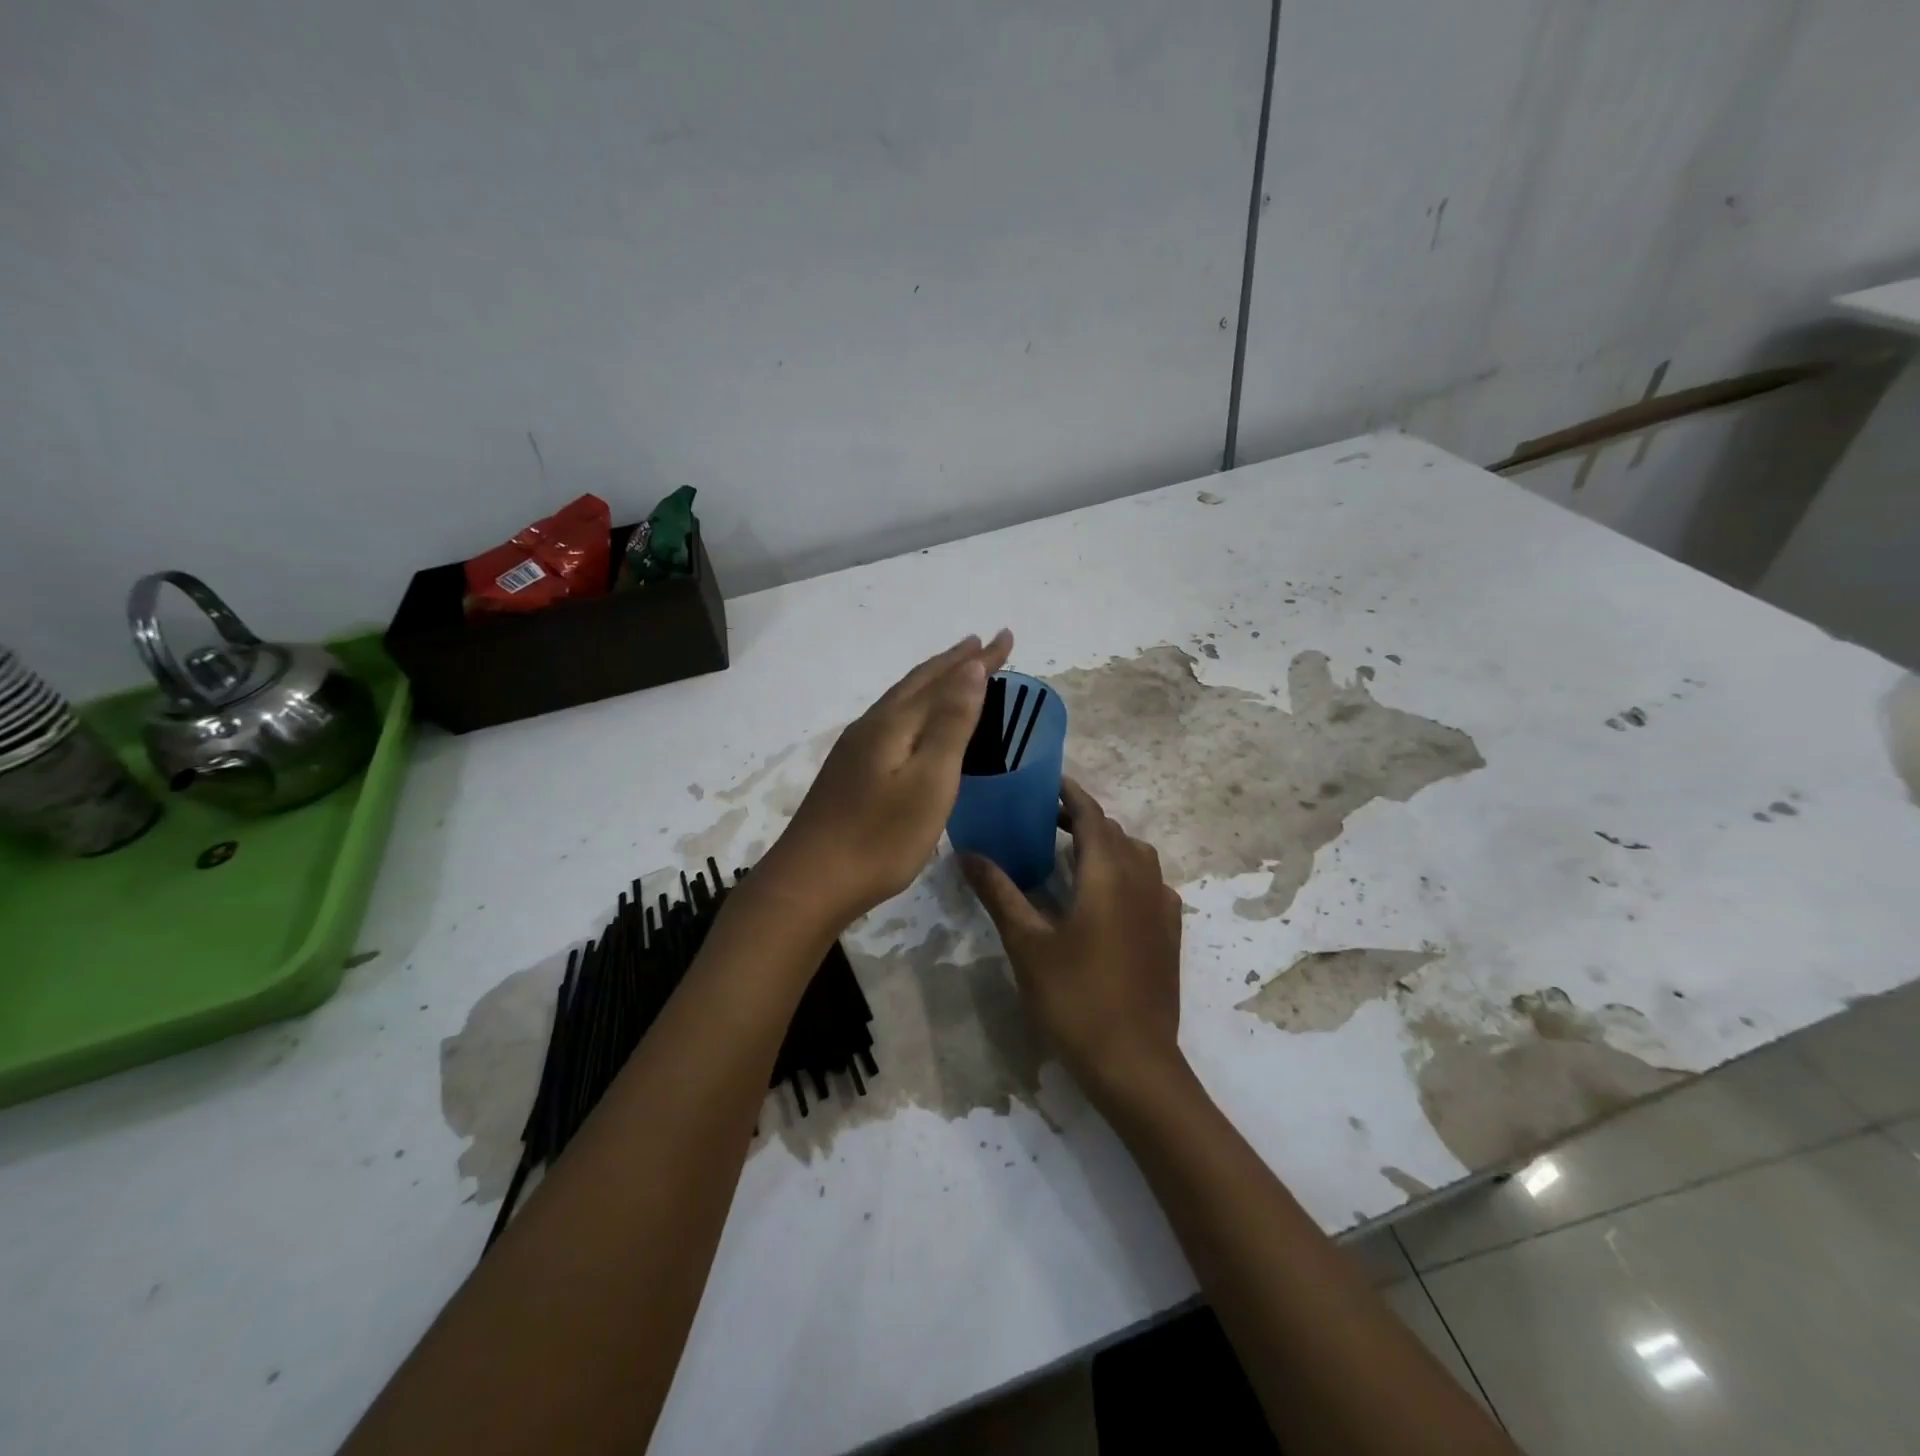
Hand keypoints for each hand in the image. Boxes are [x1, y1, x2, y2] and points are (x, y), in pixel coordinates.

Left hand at [762, 629, 1013, 930]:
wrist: (811, 882)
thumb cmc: (880, 837)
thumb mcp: (929, 781)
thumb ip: (950, 723)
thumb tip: (971, 669)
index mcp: (895, 724)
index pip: (944, 678)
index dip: (978, 659)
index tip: (1006, 636)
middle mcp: (873, 725)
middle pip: (918, 682)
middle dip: (954, 662)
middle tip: (983, 644)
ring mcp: (856, 748)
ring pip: (902, 699)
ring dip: (932, 681)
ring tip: (955, 672)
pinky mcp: (850, 771)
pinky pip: (892, 719)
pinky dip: (916, 706)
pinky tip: (914, 722)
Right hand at [962, 778, 1185, 1103]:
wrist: (1134, 1061)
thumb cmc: (1074, 997)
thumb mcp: (1027, 943)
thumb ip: (999, 892)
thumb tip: (967, 852)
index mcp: (1108, 872)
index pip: (1090, 814)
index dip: (1069, 794)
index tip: (1044, 783)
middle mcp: (1142, 878)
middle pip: (1113, 831)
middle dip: (1081, 819)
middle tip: (1042, 821)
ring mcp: (1162, 905)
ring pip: (1135, 855)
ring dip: (1105, 844)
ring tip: (1070, 855)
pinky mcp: (1169, 931)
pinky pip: (1149, 882)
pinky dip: (1125, 872)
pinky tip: (1104, 897)